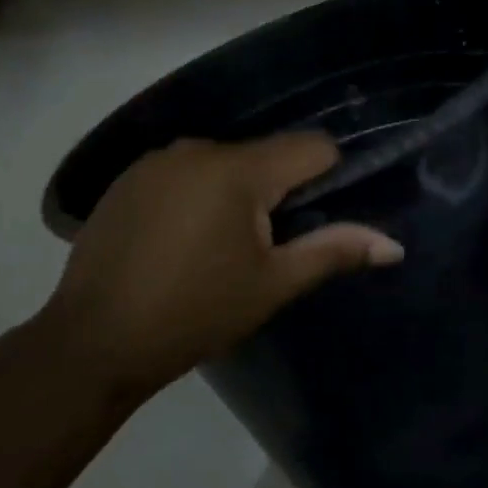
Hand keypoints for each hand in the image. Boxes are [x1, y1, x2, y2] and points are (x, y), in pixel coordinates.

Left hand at [39, 134, 403, 399]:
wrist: (94, 340)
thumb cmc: (195, 313)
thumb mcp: (272, 285)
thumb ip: (334, 251)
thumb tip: (393, 244)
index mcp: (238, 169)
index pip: (311, 147)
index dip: (328, 177)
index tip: (314, 220)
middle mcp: (197, 148)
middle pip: (264, 156)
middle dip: (275, 193)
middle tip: (262, 250)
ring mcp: (156, 160)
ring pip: (222, 164)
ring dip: (234, 195)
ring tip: (216, 251)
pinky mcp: (127, 178)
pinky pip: (183, 173)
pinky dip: (195, 197)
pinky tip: (177, 243)